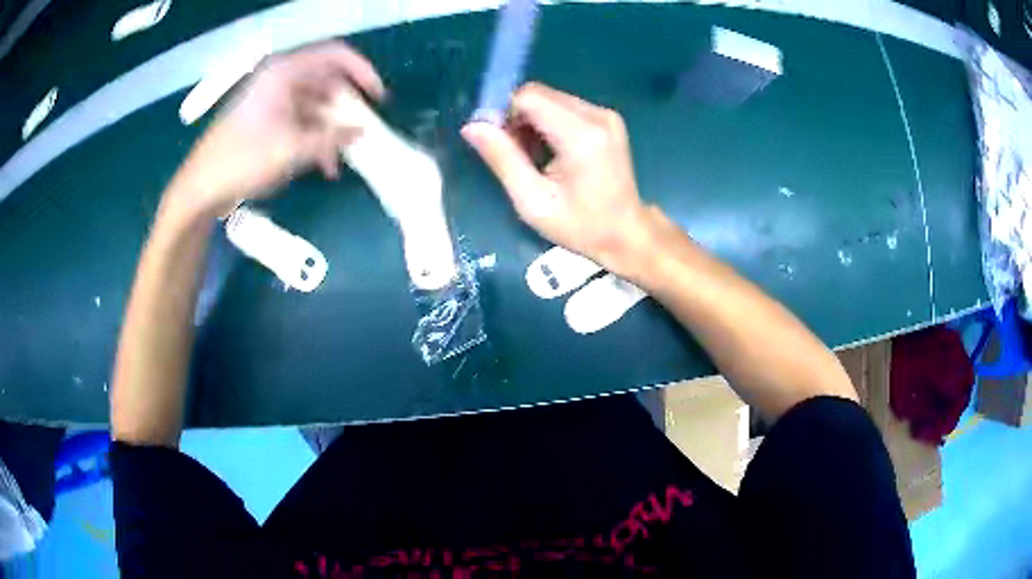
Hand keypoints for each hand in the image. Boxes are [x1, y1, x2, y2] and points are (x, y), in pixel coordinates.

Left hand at [167, 42, 385, 218]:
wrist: (200, 189)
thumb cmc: (241, 161)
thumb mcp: (291, 150)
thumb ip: (331, 138)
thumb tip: (362, 131)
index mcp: (284, 73)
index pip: (335, 55)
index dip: (362, 72)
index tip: (377, 98)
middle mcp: (280, 80)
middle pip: (327, 82)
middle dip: (346, 109)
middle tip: (361, 133)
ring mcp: (273, 101)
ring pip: (315, 105)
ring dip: (331, 131)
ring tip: (340, 161)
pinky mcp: (267, 120)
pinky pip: (301, 121)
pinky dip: (315, 139)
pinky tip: (323, 166)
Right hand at [461, 83, 656, 275]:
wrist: (626, 233)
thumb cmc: (580, 226)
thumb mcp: (532, 201)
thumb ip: (502, 159)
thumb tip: (471, 126)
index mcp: (581, 135)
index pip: (528, 97)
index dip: (504, 113)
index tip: (499, 144)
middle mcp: (596, 115)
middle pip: (539, 94)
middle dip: (517, 118)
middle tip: (515, 155)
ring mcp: (605, 115)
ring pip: (550, 98)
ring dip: (531, 121)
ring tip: (533, 158)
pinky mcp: (607, 119)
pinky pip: (564, 107)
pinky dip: (548, 123)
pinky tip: (550, 152)